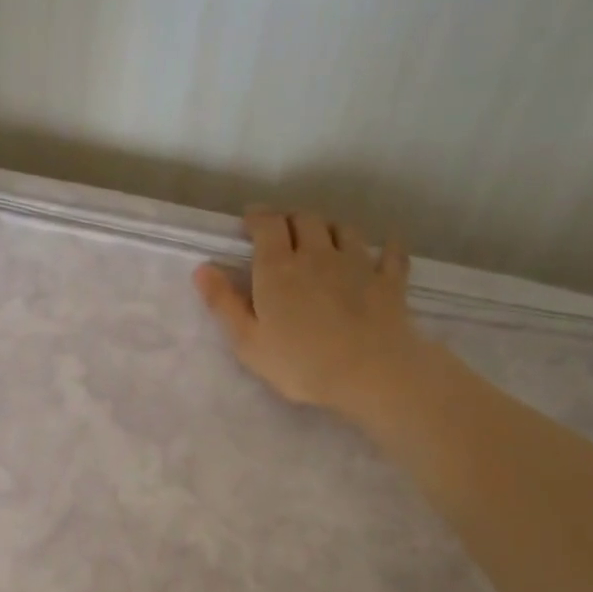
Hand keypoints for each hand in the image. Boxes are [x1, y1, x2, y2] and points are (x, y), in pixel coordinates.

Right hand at [193, 207, 421, 424]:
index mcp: (278, 267)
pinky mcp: (389, 281)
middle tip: (281, 234)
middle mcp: (317, 254)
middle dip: (290, 219)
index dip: (257, 217)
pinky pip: (389, 253)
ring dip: (329, 228)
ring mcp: (357, 263)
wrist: (371, 374)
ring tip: (322, 239)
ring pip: (343, 228)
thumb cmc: (300, 363)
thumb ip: (224, 303)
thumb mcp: (248, 341)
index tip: (249, 223)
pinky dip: (384, 248)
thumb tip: (203, 268)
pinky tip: (382, 251)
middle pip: (305, 218)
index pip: (267, 224)